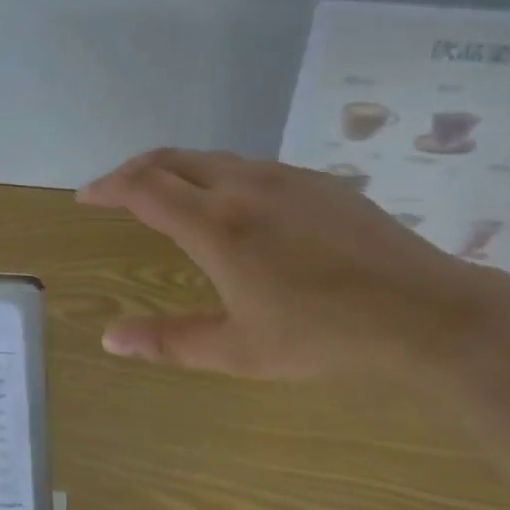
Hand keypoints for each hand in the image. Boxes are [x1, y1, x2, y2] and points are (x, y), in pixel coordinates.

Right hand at [78, 148, 509, 384]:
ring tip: (166, 194)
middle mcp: (242, 186)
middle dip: (135, 170)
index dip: (108, 187)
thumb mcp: (239, 350)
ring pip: (213, 158)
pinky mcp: (317, 180)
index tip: (86, 196)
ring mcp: (284, 177)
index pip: (143, 188)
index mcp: (216, 225)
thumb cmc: (324, 336)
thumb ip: (169, 341)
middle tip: (115, 190)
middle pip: (172, 159)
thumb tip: (110, 339)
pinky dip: (218, 175)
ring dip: (177, 170)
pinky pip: (250, 166)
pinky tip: (232, 204)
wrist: (424, 312)